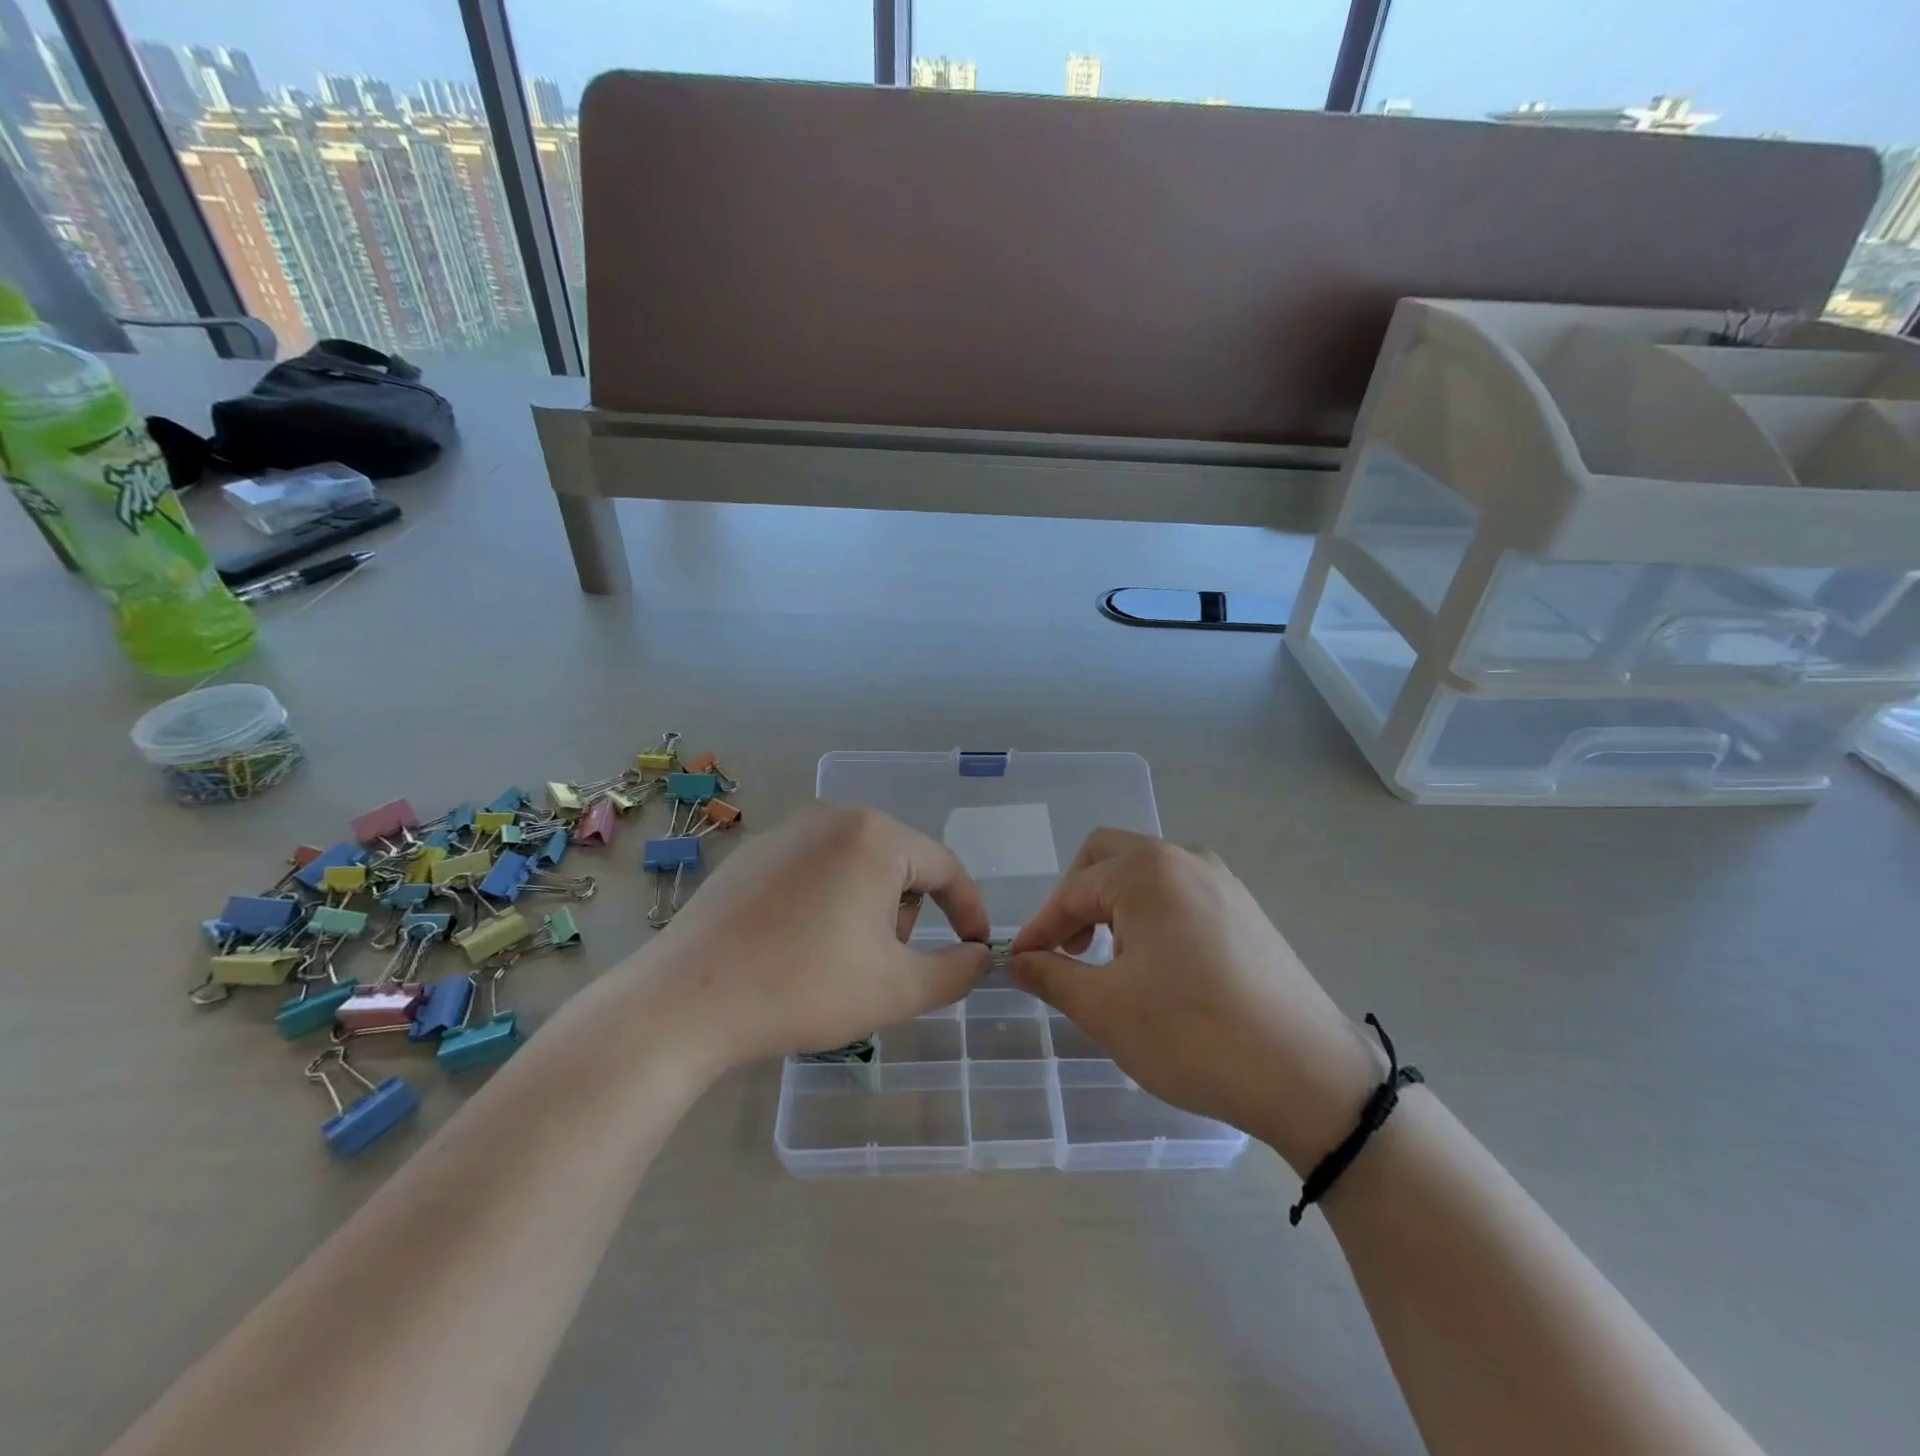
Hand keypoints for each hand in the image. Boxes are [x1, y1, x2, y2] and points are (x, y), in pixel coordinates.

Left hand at [645, 805, 991, 1072]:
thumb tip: (979, 956)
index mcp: (875, 836)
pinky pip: (814, 870)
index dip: (969, 911)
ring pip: (856, 866)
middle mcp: (833, 817)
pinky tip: (796, 946)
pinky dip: (826, 903)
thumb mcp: (898, 989)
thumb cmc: (805, 987)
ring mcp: (786, 831)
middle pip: (899, 864)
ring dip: (867, 909)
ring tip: (836, 960)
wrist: (687, 1002)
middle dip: (905, 914)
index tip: (977, 949)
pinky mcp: (752, 853)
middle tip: (883, 965)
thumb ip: (957, 971)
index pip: (945, 867)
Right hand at [1009, 830, 1380, 1171]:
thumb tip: (1018, 961)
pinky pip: (1181, 894)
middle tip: (1068, 950)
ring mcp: (1222, 881)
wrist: (1310, 1076)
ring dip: (1114, 906)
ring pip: (1146, 874)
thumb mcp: (1106, 1009)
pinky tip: (1160, 966)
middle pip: (1108, 858)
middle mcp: (1185, 859)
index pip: (1073, 890)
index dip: (1040, 927)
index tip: (1020, 963)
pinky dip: (1152, 915)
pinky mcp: (1246, 909)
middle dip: (1077, 900)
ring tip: (1113, 962)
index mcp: (1147, 872)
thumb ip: (1052, 976)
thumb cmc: (1193, 1035)